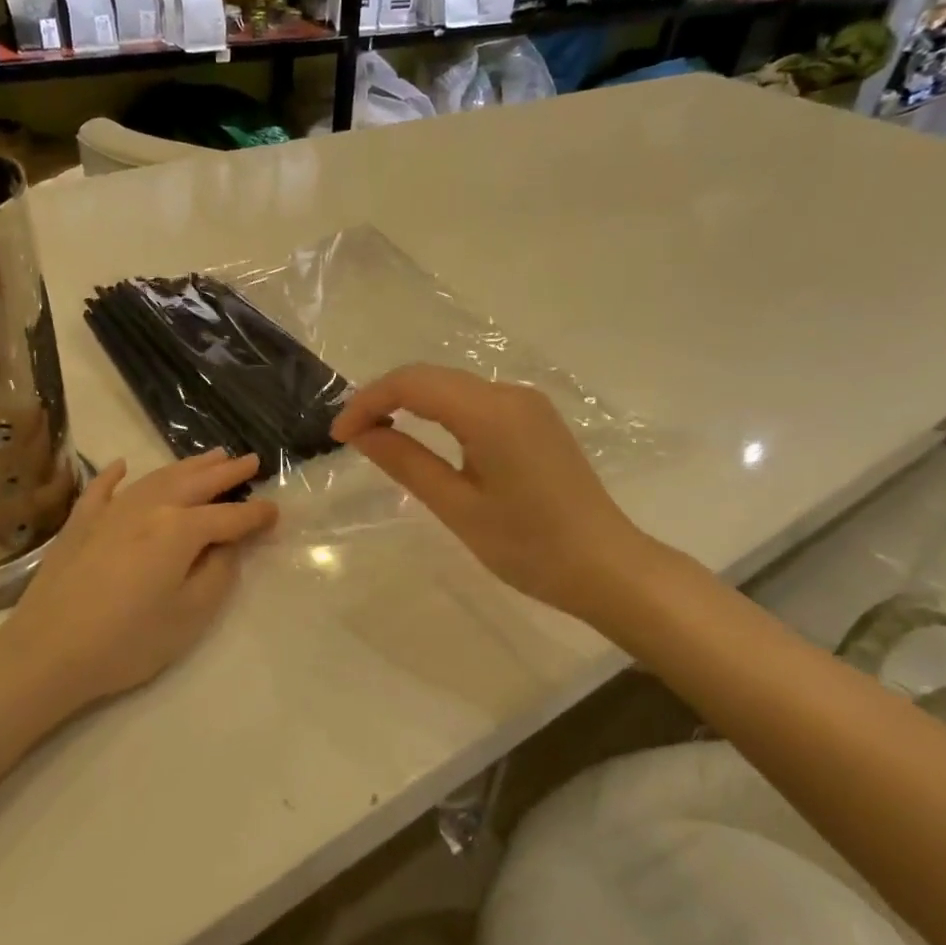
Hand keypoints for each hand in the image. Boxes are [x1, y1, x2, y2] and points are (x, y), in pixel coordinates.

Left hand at [0, 449, 277, 711]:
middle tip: (250, 460)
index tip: (276, 511)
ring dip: (187, 466)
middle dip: (227, 472)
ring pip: (157, 478)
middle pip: (196, 483)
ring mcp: (110, 511)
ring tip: (211, 456)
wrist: (47, 652)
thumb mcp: (190, 614)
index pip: (229, 517)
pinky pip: (102, 489)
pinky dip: (115, 474)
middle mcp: (149, 508)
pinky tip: (123, 465)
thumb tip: (228, 544)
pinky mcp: (79, 524)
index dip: (256, 515)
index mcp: (180, 529)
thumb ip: (218, 572)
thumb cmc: (128, 641)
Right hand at [330, 364, 647, 624]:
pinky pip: (475, 402)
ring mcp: (527, 404)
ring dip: (411, 403)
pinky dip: (440, 412)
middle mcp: (510, 394)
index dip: (368, 402)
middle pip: (432, 378)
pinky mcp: (535, 419)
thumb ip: (406, 463)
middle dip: (385, 399)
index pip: (413, 384)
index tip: (339, 436)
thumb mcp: (458, 507)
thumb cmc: (530, 547)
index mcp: (491, 412)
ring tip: (378, 436)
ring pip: (452, 387)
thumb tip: (362, 434)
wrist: (607, 566)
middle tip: (351, 437)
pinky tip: (424, 437)